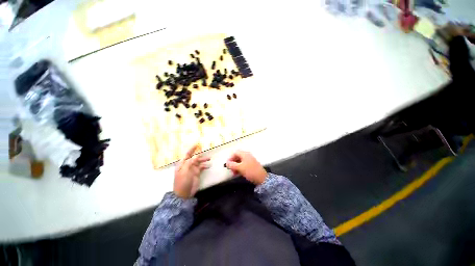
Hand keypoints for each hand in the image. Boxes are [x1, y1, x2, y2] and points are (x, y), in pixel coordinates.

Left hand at [174, 144, 209, 197]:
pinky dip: (205, 166)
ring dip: (203, 160)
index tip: (196, 144)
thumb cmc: (182, 182)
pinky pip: (201, 167)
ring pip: (199, 162)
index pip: (187, 154)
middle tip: (205, 150)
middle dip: (199, 154)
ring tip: (209, 158)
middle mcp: (187, 165)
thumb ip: (190, 162)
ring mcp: (192, 169)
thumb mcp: (185, 171)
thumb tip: (196, 155)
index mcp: (182, 164)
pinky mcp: (196, 173)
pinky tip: (208, 166)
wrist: (184, 194)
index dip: (191, 149)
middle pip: (194, 157)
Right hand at [225, 151, 266, 184]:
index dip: (230, 158)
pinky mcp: (251, 165)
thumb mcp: (240, 168)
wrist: (262, 178)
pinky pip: (243, 164)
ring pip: (240, 161)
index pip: (235, 153)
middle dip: (233, 163)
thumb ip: (232, 165)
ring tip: (234, 173)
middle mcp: (247, 155)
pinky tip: (238, 173)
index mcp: (244, 154)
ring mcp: (250, 160)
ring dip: (236, 166)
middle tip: (231, 170)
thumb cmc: (250, 171)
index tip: (227, 165)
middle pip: (237, 157)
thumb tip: (226, 163)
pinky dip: (240, 168)